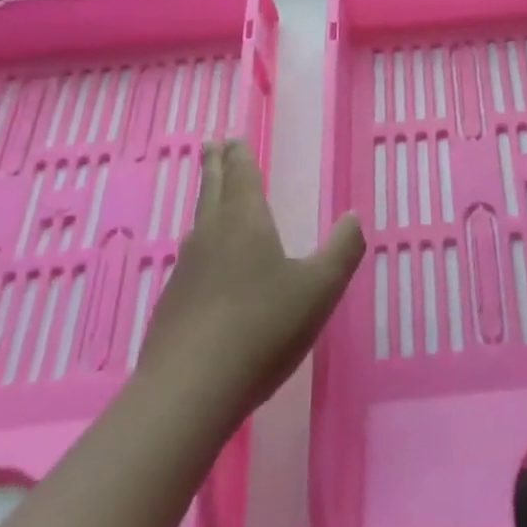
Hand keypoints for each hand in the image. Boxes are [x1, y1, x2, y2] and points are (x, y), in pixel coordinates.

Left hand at [140, 141, 363, 428]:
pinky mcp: (172, 304)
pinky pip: (190, 259)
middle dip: (214, 165)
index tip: (231, 137)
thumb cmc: (263, 327)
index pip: (240, 175)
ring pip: (197, 223)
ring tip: (210, 196)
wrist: (190, 389)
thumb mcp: (319, 289)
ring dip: (205, 201)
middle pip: (210, 190)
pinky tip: (204, 265)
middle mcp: (210, 236)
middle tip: (211, 143)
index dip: (238, 155)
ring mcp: (185, 270)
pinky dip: (200, 244)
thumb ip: (342, 250)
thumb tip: (354, 216)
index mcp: (244, 221)